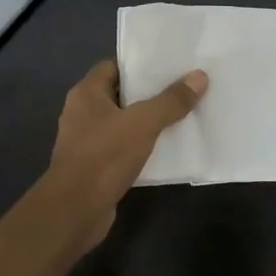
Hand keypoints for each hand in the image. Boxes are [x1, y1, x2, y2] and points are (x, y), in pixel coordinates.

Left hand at [44, 60, 207, 247]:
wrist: (76, 210)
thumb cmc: (105, 156)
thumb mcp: (144, 123)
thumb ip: (171, 101)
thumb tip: (200, 76)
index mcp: (86, 94)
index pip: (113, 67)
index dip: (140, 65)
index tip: (169, 66)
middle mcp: (82, 113)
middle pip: (120, 94)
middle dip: (149, 94)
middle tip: (182, 89)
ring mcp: (86, 142)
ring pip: (122, 123)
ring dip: (146, 122)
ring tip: (181, 116)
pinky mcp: (94, 167)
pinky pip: (122, 148)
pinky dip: (141, 147)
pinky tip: (166, 148)